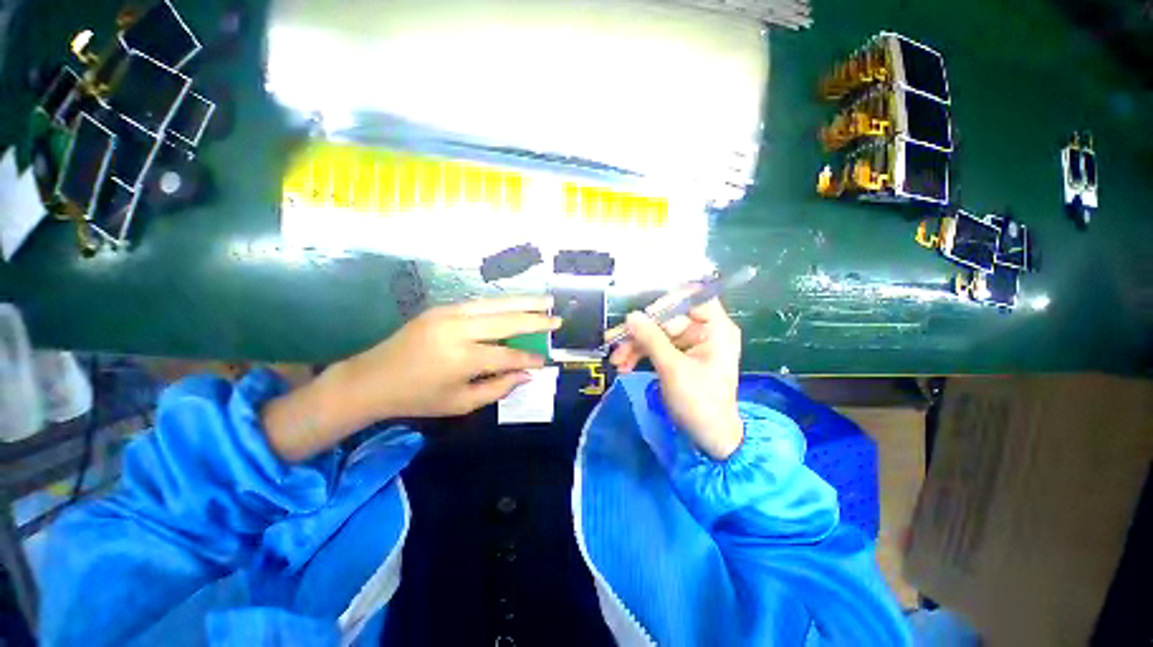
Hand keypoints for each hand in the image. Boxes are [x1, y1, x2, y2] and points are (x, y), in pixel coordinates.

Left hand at [342, 296, 559, 419]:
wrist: (371, 378)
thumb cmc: (418, 398)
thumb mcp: (461, 403)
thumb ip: (498, 387)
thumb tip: (527, 373)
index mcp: (461, 359)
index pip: (508, 355)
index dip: (529, 358)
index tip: (545, 361)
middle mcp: (457, 330)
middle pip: (507, 320)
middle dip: (536, 320)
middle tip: (557, 319)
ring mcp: (448, 313)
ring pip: (496, 303)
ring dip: (524, 301)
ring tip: (546, 301)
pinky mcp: (442, 307)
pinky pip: (480, 303)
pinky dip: (503, 302)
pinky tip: (517, 303)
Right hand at [610, 296, 742, 459]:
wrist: (708, 437)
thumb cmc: (699, 402)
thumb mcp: (673, 368)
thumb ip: (651, 339)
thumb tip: (631, 316)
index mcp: (715, 329)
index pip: (694, 298)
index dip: (668, 301)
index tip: (642, 315)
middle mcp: (703, 331)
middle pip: (667, 318)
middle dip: (640, 332)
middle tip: (615, 342)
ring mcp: (690, 344)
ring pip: (657, 333)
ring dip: (635, 345)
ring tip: (616, 361)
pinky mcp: (678, 356)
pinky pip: (656, 347)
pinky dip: (640, 355)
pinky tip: (624, 366)